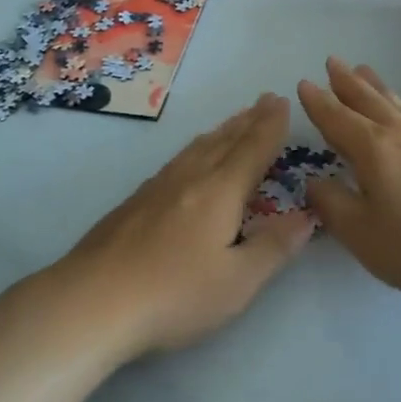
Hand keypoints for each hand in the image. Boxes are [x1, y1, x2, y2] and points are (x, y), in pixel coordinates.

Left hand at [53, 94, 311, 356]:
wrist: (92, 301)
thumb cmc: (175, 294)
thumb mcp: (238, 282)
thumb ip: (274, 246)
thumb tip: (308, 215)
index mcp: (220, 191)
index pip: (252, 149)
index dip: (270, 126)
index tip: (282, 102)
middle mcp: (190, 178)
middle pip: (225, 141)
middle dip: (249, 120)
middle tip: (265, 101)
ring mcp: (158, 187)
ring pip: (197, 148)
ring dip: (222, 131)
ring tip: (235, 122)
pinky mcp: (135, 202)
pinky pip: (178, 160)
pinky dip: (196, 148)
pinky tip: (189, 159)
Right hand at [297, 58, 400, 302]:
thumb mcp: (365, 235)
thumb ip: (334, 206)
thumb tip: (313, 181)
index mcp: (372, 149)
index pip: (337, 119)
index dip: (318, 103)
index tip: (304, 83)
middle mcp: (399, 135)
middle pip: (367, 101)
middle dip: (345, 83)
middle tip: (332, 61)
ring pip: (394, 104)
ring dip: (374, 86)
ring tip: (363, 71)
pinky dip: (398, 104)